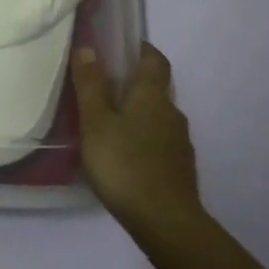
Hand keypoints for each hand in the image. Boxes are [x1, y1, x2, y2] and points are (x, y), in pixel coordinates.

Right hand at [72, 43, 206, 239]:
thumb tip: (89, 47)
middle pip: (155, 89)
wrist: (165, 221)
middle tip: (103, 90)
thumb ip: (91, 85)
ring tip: (109, 127)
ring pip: (157, 118)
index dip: (141, 49)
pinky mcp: (180, 169)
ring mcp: (180, 143)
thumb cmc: (125, 164)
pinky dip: (143, 141)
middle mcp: (172, 112)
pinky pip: (159, 143)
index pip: (154, 59)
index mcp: (153, 95)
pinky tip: (125, 157)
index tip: (122, 47)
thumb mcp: (96, 122)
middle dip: (133, 85)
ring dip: (138, 115)